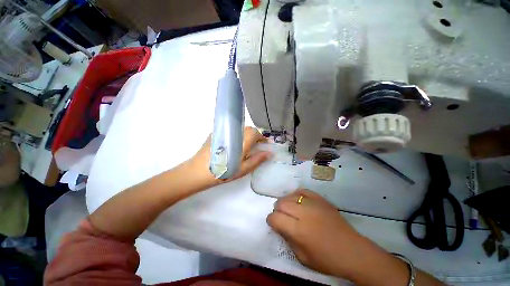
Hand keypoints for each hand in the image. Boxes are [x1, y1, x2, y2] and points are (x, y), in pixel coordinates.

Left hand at [188, 127, 271, 187]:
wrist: (199, 171)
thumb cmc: (224, 172)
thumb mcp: (243, 169)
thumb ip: (257, 159)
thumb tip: (269, 153)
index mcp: (242, 140)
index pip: (256, 132)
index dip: (262, 137)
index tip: (264, 144)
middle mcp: (233, 132)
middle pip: (248, 129)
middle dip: (255, 136)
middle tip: (256, 147)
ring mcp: (224, 131)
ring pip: (239, 129)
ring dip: (246, 135)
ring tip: (245, 146)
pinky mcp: (216, 133)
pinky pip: (231, 131)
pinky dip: (236, 135)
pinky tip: (233, 145)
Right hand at [267, 189, 366, 277]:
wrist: (353, 251)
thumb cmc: (327, 260)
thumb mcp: (302, 257)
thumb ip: (288, 239)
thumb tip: (279, 226)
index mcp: (299, 230)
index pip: (275, 218)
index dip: (271, 220)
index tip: (273, 223)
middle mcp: (304, 213)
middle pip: (281, 203)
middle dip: (277, 210)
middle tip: (281, 216)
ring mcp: (313, 204)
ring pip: (290, 196)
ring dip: (285, 202)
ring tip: (288, 209)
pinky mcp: (320, 199)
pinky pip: (303, 191)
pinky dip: (296, 195)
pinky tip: (298, 200)